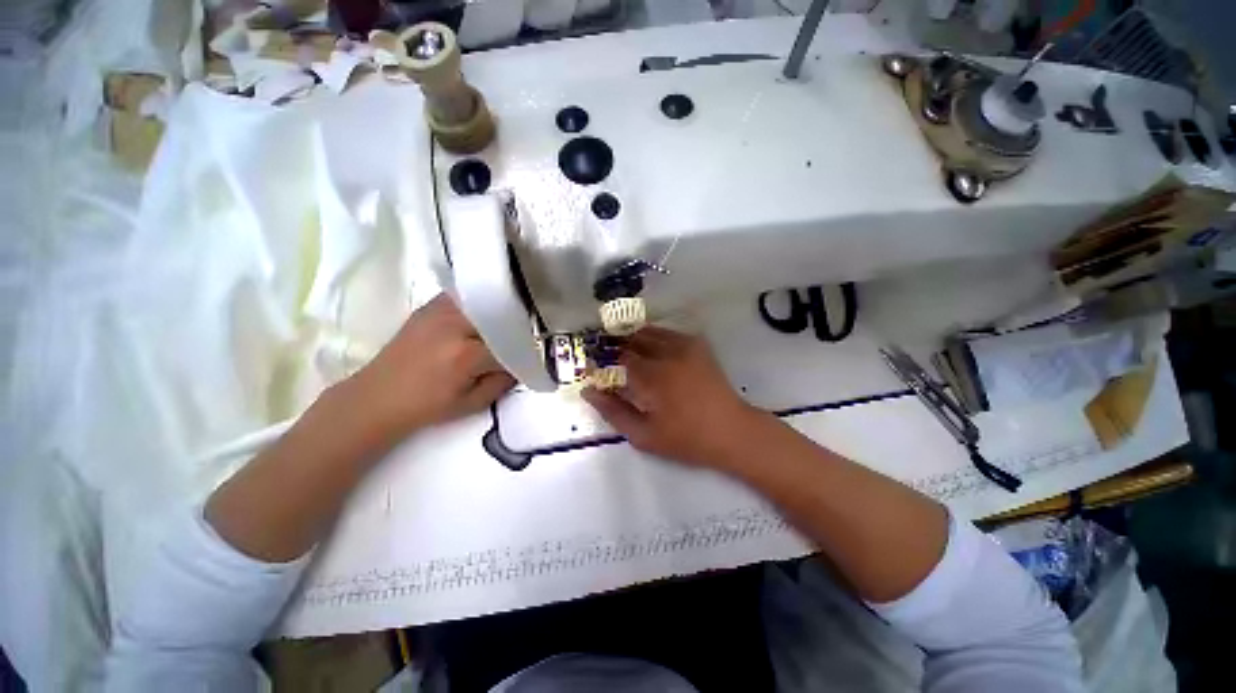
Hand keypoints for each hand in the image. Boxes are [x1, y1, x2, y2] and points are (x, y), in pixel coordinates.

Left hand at [348, 294, 515, 435]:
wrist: (377, 397)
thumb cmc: (427, 406)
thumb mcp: (473, 404)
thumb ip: (503, 382)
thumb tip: (521, 365)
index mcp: (467, 355)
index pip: (510, 345)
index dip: (524, 352)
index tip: (531, 358)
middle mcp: (455, 326)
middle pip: (500, 317)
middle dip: (515, 328)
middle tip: (523, 338)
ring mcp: (440, 311)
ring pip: (483, 302)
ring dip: (498, 312)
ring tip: (506, 322)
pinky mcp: (429, 307)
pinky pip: (463, 297)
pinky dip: (477, 303)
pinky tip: (482, 314)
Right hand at [582, 327, 766, 468]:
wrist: (731, 431)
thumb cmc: (686, 438)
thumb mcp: (644, 435)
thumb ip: (613, 412)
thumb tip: (589, 391)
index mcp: (652, 376)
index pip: (617, 358)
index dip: (602, 360)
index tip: (593, 366)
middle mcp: (666, 353)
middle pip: (632, 339)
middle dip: (616, 345)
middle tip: (607, 356)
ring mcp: (684, 346)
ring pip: (649, 332)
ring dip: (633, 338)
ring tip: (625, 350)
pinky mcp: (697, 345)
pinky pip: (668, 333)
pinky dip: (653, 336)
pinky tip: (651, 349)